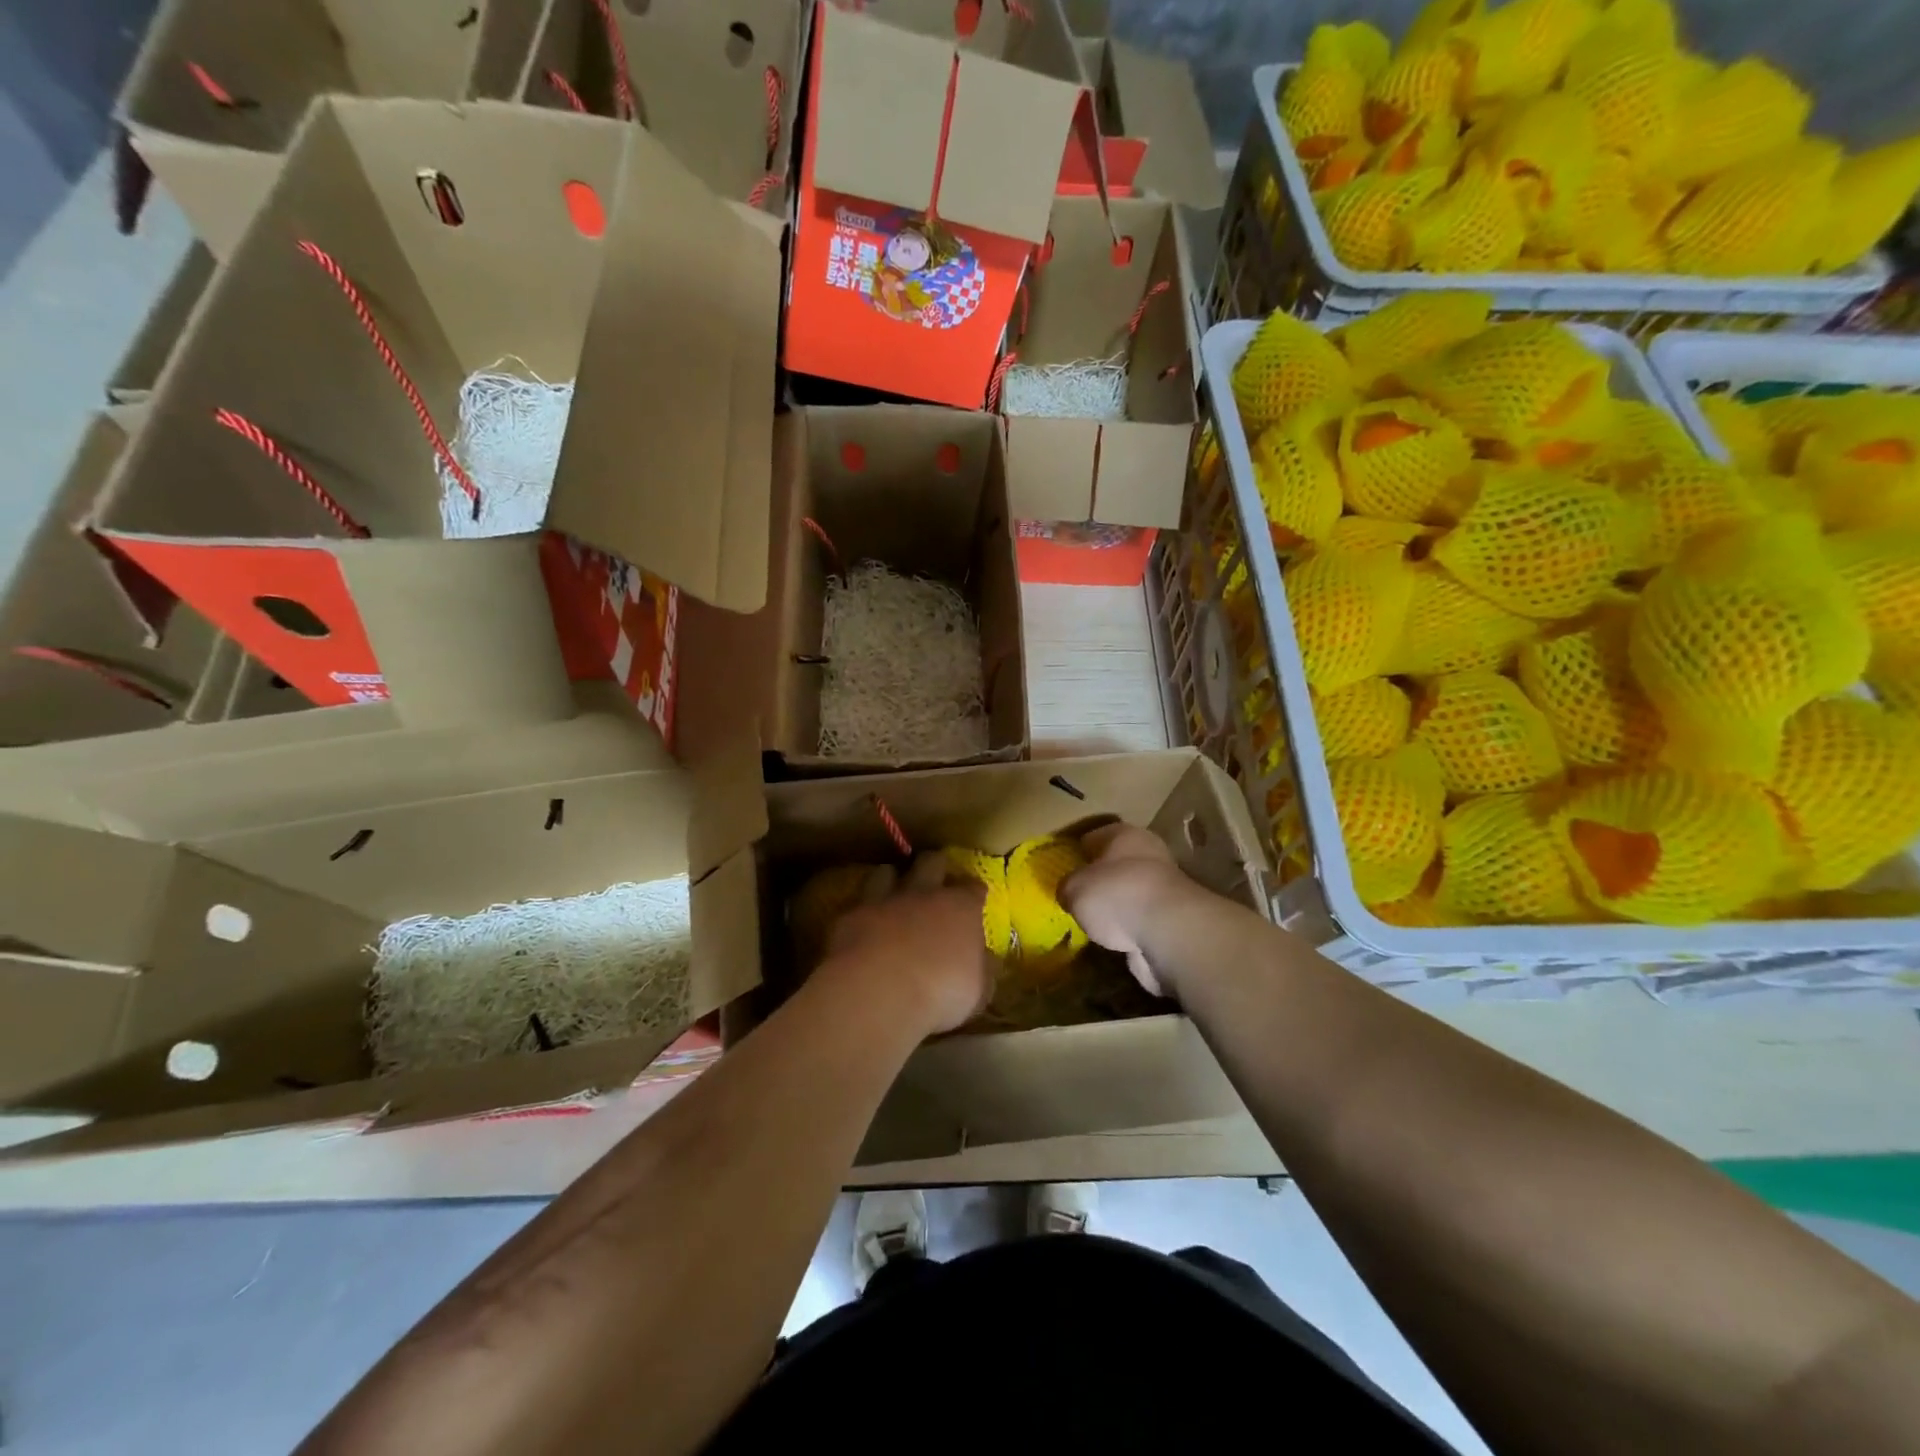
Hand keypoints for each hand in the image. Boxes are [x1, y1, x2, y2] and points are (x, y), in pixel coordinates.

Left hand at [818, 855, 993, 1037]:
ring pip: (887, 872)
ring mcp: (884, 901)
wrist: (879, 991)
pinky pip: (857, 904)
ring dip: (891, 880)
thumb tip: (987, 961)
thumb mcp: (978, 991)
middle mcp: (923, 894)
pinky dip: (862, 912)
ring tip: (892, 892)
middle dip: (936, 866)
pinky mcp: (851, 916)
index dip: (974, 892)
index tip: (975, 899)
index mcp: (960, 908)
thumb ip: (982, 970)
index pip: (973, 888)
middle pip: (931, 862)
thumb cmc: (941, 991)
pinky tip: (861, 925)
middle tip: (937, 880)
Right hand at [1059, 823, 1194, 998]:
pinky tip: (1113, 938)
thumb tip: (1069, 893)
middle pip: (1115, 863)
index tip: (1063, 867)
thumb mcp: (1074, 888)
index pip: (1093, 836)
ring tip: (1093, 920)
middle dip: (1098, 878)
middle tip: (1076, 894)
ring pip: (1130, 891)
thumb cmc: (1116, 894)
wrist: (1168, 932)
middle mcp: (1148, 853)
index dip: (1076, 851)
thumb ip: (1067, 887)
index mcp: (1124, 834)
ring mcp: (1163, 886)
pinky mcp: (1172, 917)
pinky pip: (1140, 918)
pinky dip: (1129, 927)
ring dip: (1116, 904)